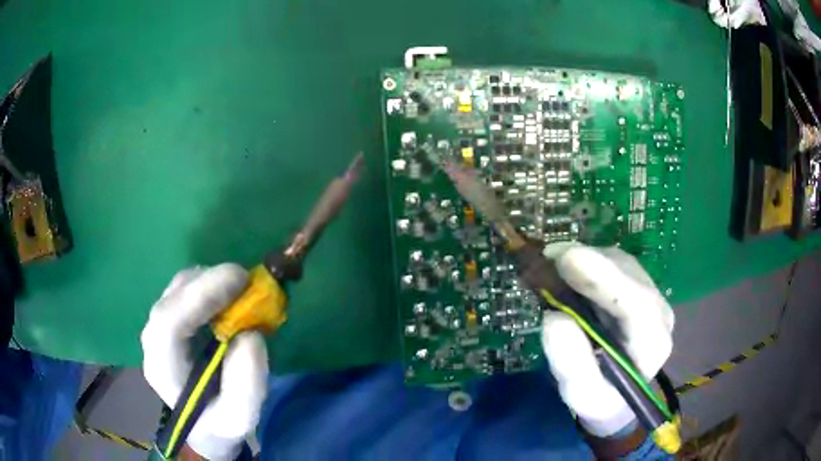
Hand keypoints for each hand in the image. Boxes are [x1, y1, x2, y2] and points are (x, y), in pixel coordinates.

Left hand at [141, 264, 268, 459]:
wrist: (205, 426)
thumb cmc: (220, 424)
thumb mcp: (240, 418)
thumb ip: (247, 385)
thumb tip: (250, 335)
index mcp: (162, 369)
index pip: (168, 322)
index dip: (200, 296)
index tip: (240, 282)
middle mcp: (153, 341)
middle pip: (172, 297)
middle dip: (209, 282)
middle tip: (247, 281)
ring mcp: (159, 326)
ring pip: (177, 288)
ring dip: (210, 280)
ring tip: (241, 290)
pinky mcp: (170, 319)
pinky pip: (185, 289)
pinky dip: (208, 284)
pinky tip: (228, 297)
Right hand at [540, 243, 673, 436]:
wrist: (615, 392)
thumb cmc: (600, 398)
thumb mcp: (582, 395)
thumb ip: (572, 364)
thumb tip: (554, 319)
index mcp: (652, 345)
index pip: (638, 306)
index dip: (606, 280)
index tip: (569, 261)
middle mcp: (659, 313)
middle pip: (631, 276)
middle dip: (592, 263)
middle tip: (550, 257)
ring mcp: (650, 294)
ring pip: (622, 264)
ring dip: (587, 259)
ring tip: (552, 263)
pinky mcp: (637, 285)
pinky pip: (614, 263)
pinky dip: (588, 260)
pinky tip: (566, 267)